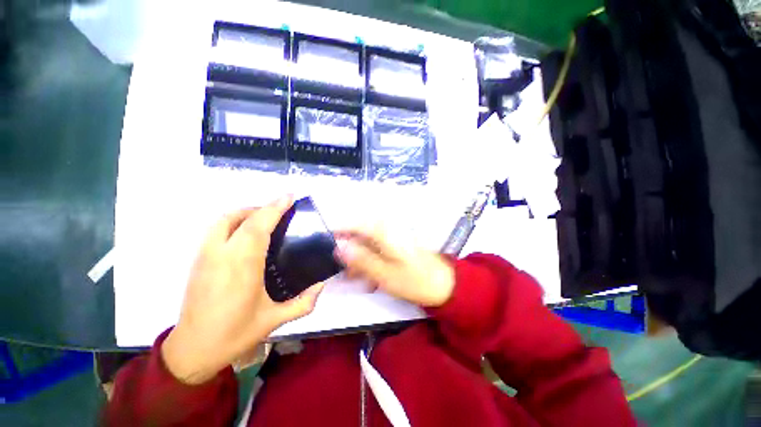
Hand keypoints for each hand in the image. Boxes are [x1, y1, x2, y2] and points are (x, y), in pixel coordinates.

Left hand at [162, 196, 324, 383]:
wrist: (192, 350)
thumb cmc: (235, 334)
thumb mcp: (275, 320)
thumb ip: (304, 302)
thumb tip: (322, 285)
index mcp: (242, 267)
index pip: (258, 227)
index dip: (275, 208)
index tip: (289, 197)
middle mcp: (221, 255)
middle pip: (241, 218)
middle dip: (264, 207)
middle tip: (282, 209)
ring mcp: (205, 256)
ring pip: (224, 220)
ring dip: (246, 212)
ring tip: (265, 217)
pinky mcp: (198, 261)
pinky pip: (216, 230)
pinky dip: (233, 221)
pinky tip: (246, 232)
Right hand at [334, 227, 454, 307]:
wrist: (444, 284)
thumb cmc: (415, 280)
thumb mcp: (384, 274)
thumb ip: (360, 259)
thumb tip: (338, 247)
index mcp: (383, 230)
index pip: (351, 223)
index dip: (335, 231)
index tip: (321, 245)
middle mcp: (385, 228)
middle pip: (356, 233)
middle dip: (345, 250)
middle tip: (338, 270)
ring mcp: (390, 236)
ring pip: (364, 242)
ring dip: (356, 259)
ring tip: (352, 278)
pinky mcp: (394, 244)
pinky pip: (374, 249)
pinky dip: (367, 261)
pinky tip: (367, 278)